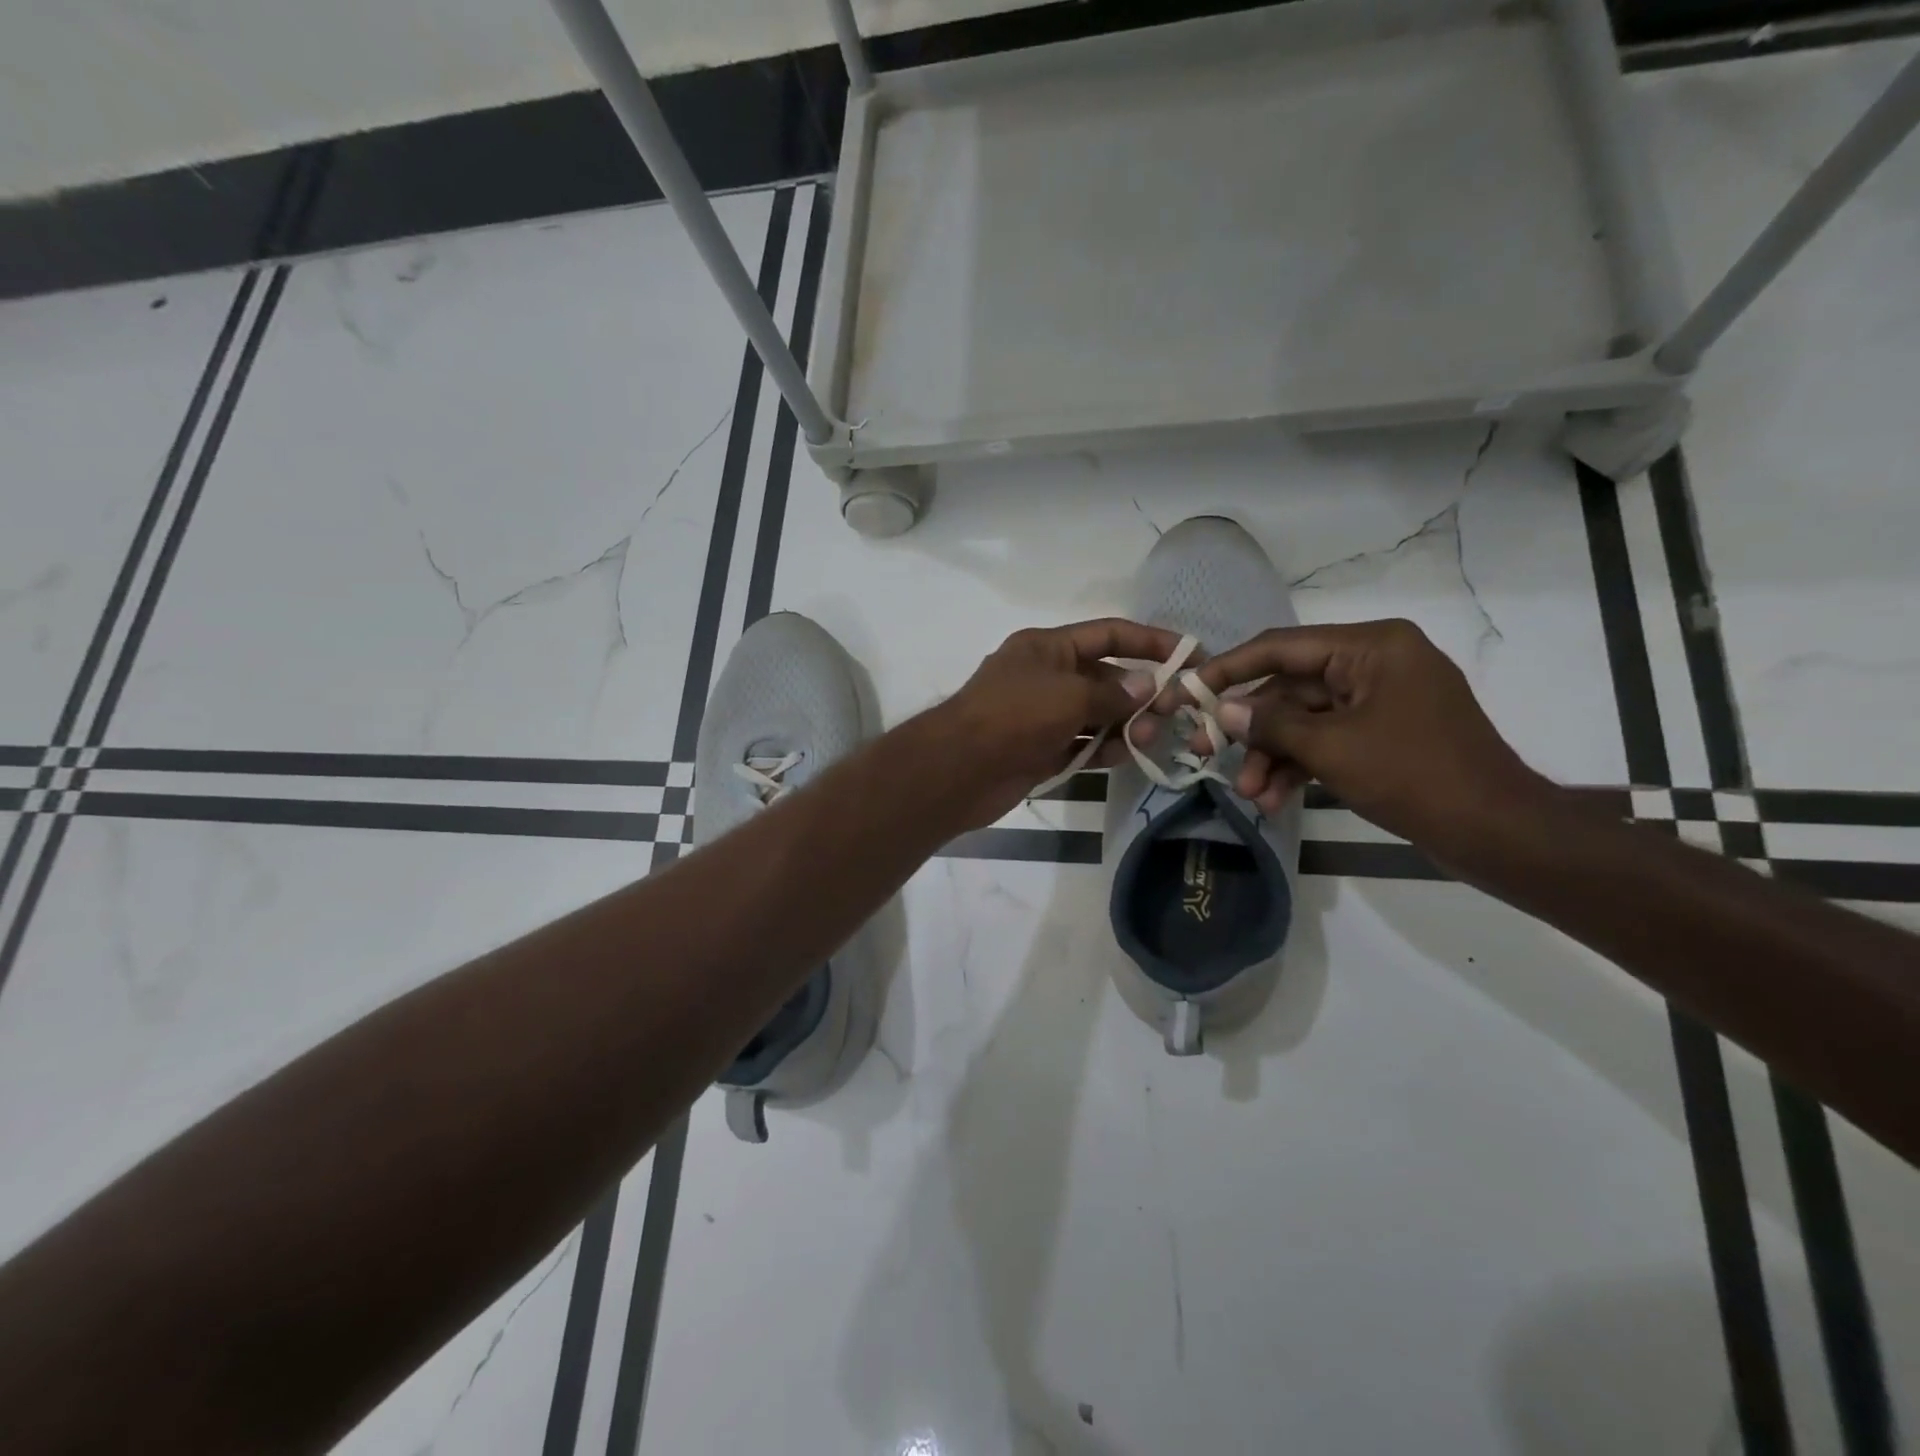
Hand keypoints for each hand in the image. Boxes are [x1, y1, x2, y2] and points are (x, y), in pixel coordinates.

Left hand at [935, 618, 1181, 829]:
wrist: (958, 769)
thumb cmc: (1013, 716)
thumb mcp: (1069, 695)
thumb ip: (1112, 693)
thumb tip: (1148, 687)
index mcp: (1047, 647)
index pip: (1108, 634)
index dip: (1150, 642)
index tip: (1190, 655)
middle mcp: (1045, 676)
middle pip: (1104, 677)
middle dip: (1139, 692)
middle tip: (1172, 712)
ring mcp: (1041, 715)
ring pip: (1095, 715)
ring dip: (1124, 724)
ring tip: (1148, 738)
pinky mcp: (1039, 750)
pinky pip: (1080, 744)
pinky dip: (1101, 749)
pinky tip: (1124, 756)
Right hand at [1167, 619, 1553, 858]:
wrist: (1496, 832)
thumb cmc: (1414, 775)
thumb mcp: (1332, 748)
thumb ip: (1272, 724)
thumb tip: (1224, 711)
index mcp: (1371, 647)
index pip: (1282, 647)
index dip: (1230, 668)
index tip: (1188, 689)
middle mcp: (1375, 663)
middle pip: (1290, 689)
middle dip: (1252, 730)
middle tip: (1205, 753)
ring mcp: (1380, 701)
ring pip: (1305, 721)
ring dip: (1273, 756)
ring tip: (1249, 794)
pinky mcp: (1383, 735)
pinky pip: (1327, 741)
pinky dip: (1300, 767)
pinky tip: (1273, 800)